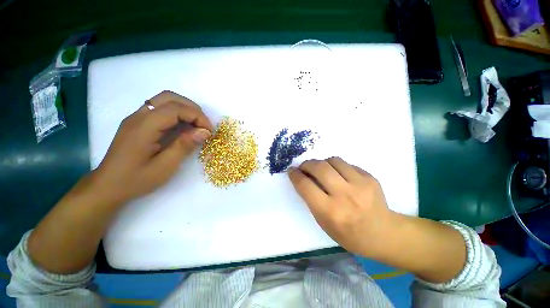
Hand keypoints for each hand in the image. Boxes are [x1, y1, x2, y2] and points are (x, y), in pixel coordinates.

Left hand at [92, 90, 212, 204]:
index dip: (197, 116)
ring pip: (164, 100)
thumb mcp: (165, 167)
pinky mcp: (137, 122)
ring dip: (185, 109)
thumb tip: (204, 132)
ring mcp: (136, 118)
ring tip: (196, 125)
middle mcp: (138, 116)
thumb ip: (184, 146)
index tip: (209, 131)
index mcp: (144, 127)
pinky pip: (160, 109)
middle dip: (192, 109)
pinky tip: (182, 127)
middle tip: (203, 126)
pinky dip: (176, 113)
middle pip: (170, 97)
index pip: (175, 108)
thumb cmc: (136, 180)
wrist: (107, 186)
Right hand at [288, 157, 394, 257]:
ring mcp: (360, 184)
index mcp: (330, 211)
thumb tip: (303, 178)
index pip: (305, 186)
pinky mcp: (370, 177)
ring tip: (322, 170)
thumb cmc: (348, 234)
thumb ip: (312, 199)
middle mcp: (345, 196)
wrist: (383, 234)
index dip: (295, 175)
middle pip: (319, 168)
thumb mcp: (323, 222)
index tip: (291, 171)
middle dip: (307, 164)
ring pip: (333, 160)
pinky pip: (346, 163)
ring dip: (322, 163)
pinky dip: (337, 166)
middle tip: (304, 167)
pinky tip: (339, 175)